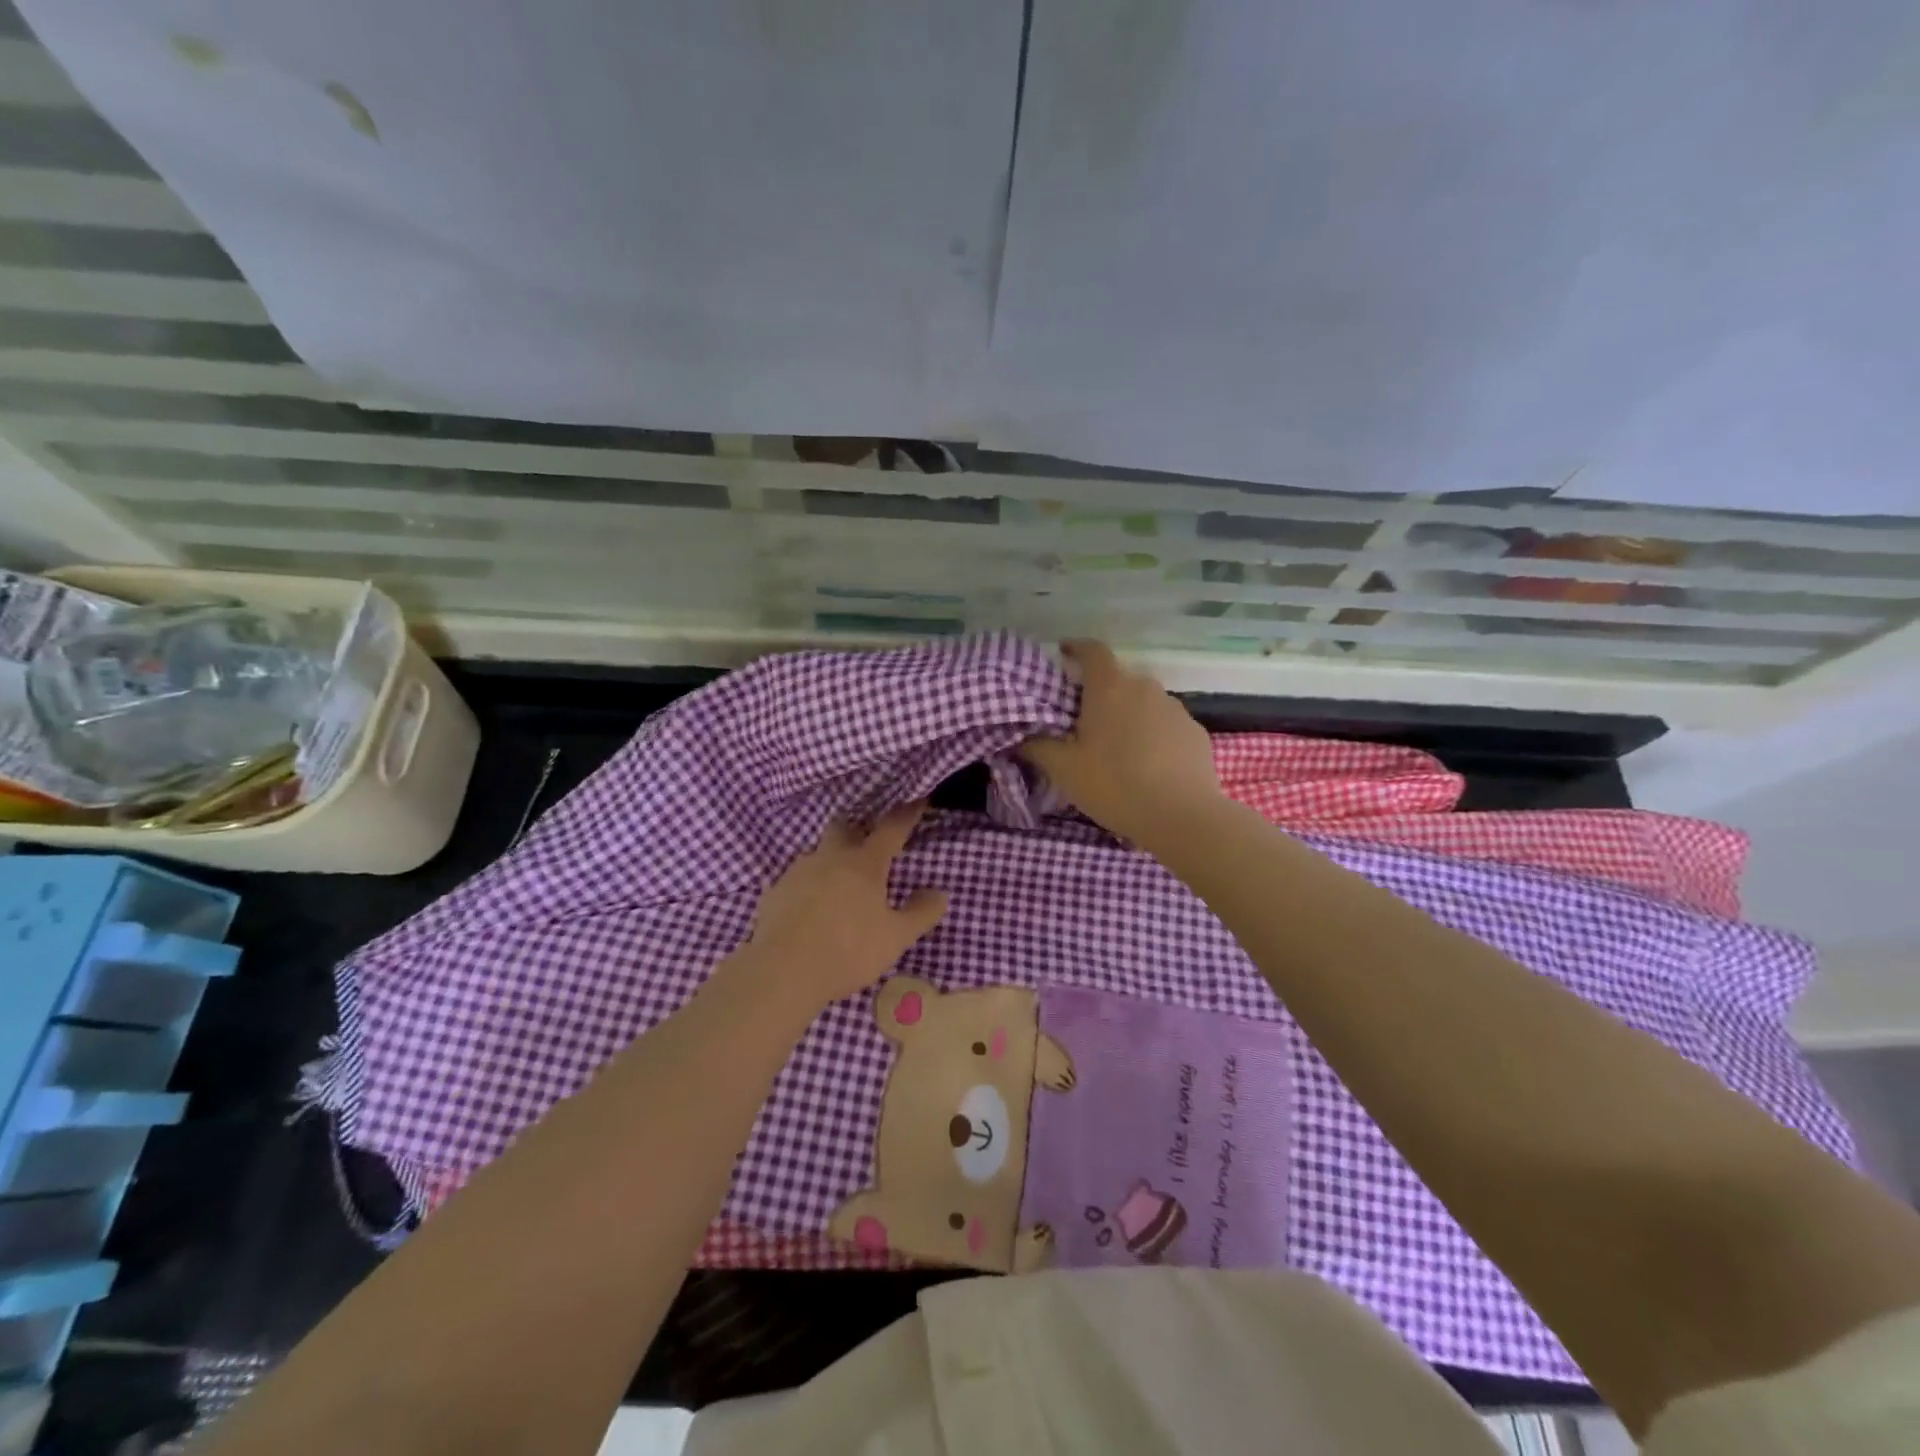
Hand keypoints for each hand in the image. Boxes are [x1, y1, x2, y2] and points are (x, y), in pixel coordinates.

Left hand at [742, 802, 949, 1009]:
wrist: (781, 971)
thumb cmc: (847, 950)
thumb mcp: (894, 938)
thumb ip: (920, 914)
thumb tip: (940, 893)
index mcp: (864, 863)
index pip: (891, 828)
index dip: (906, 814)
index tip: (917, 800)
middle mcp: (830, 857)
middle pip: (844, 826)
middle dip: (858, 827)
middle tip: (868, 838)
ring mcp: (798, 871)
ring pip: (818, 852)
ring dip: (831, 858)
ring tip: (840, 881)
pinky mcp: (774, 891)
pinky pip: (797, 878)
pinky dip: (809, 884)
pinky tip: (811, 906)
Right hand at [1022, 641, 1224, 849]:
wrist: (1182, 816)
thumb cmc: (1114, 784)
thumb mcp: (1064, 769)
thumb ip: (1037, 746)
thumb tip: (1020, 736)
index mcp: (1110, 687)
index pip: (1092, 650)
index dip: (1076, 649)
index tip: (1063, 655)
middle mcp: (1145, 687)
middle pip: (1118, 679)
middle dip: (1100, 693)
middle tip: (1084, 720)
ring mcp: (1175, 708)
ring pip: (1144, 703)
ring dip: (1129, 715)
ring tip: (1117, 747)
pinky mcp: (1195, 732)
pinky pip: (1166, 725)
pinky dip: (1153, 735)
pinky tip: (1148, 764)